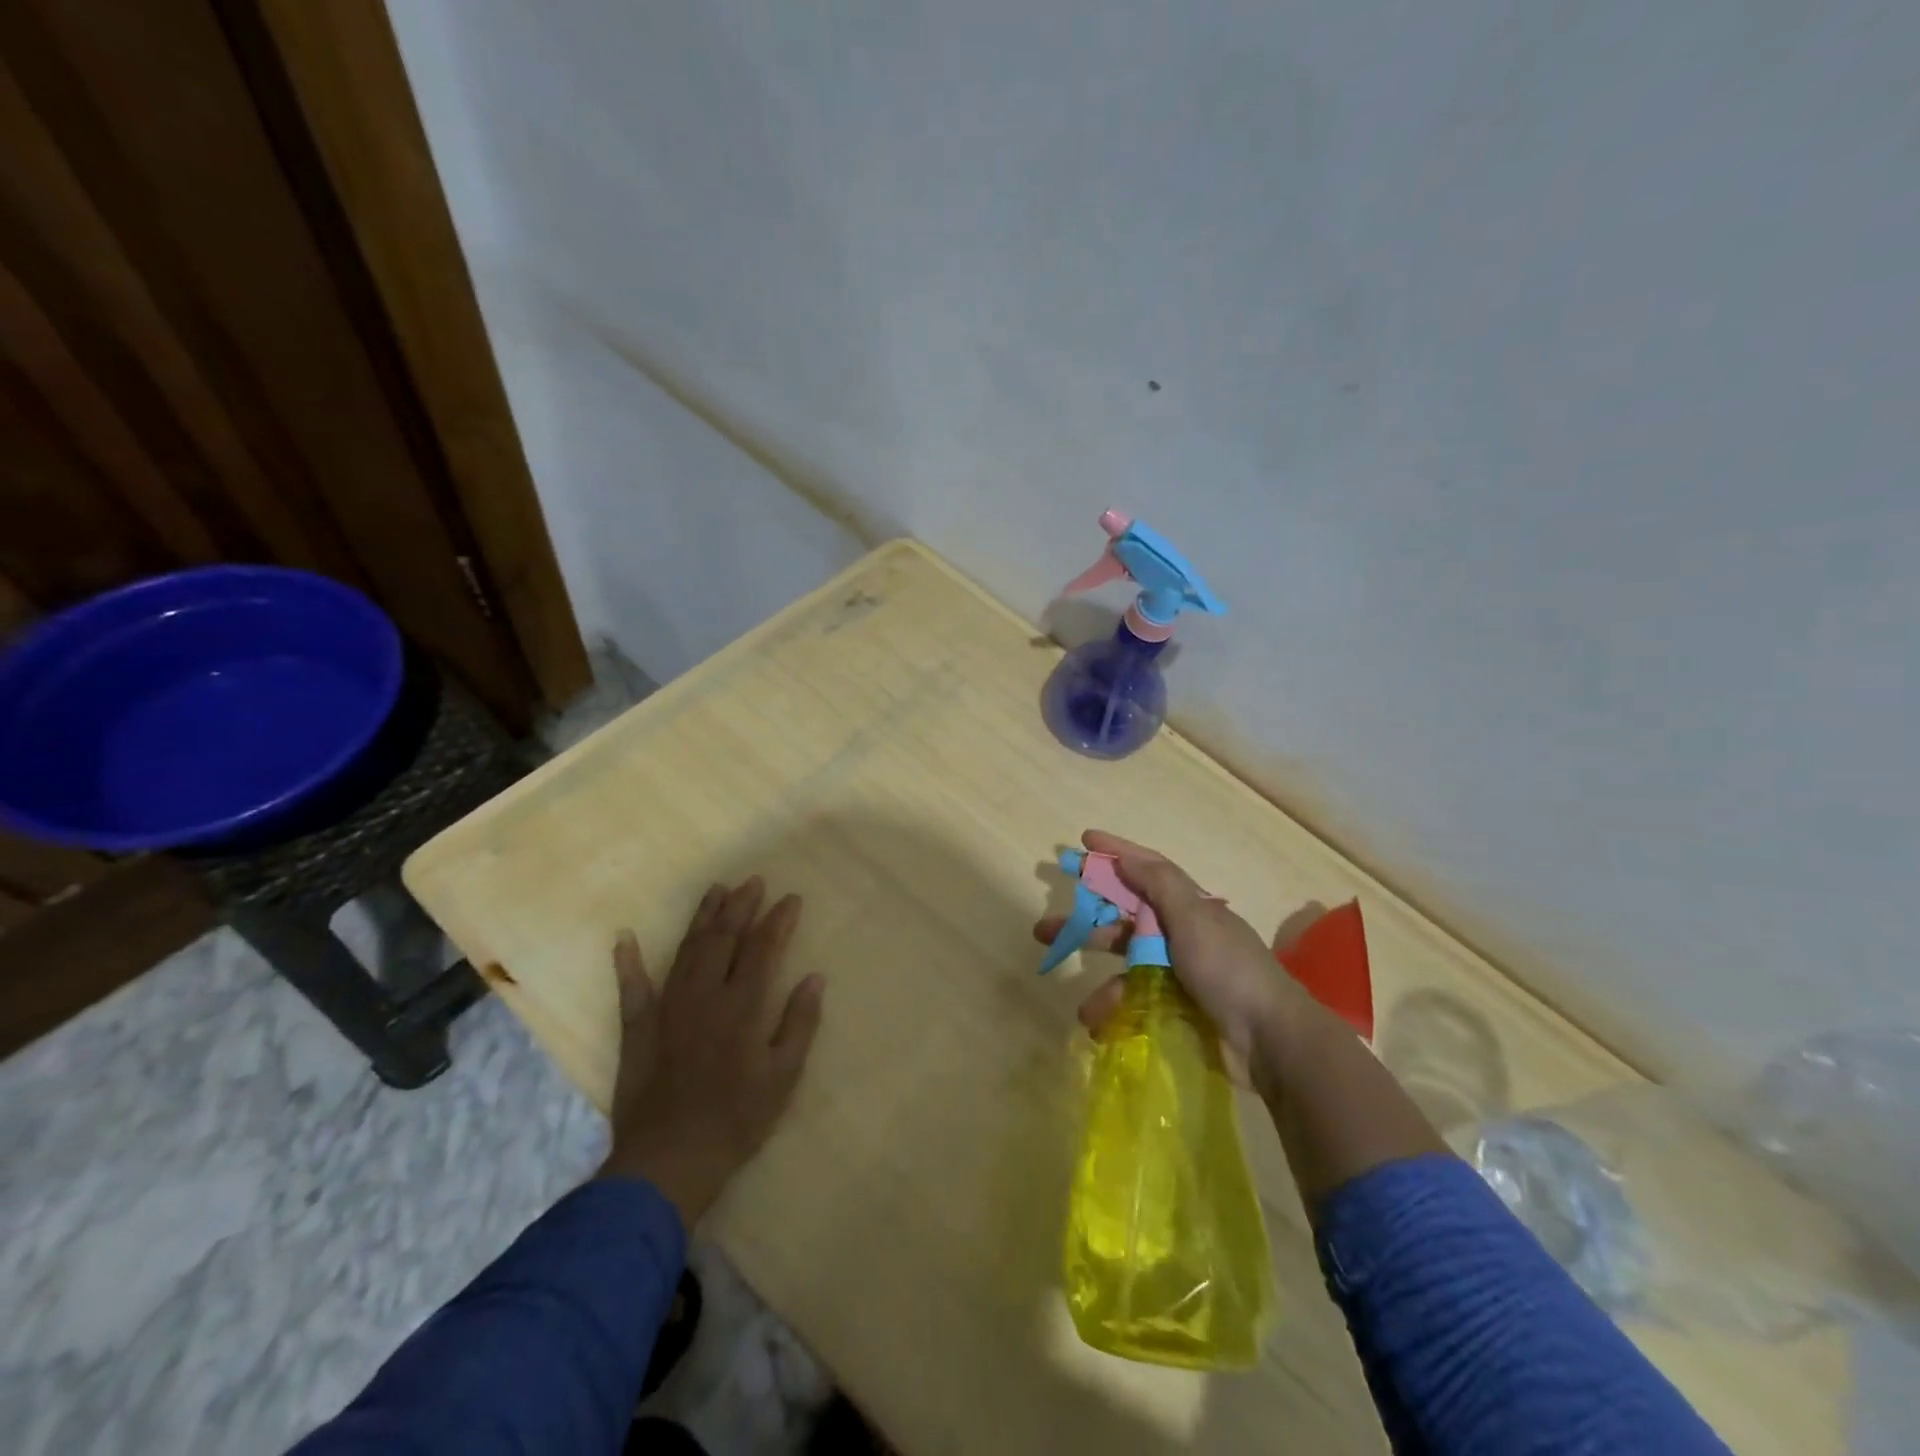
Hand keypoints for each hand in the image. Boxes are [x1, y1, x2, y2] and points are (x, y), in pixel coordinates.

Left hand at [599, 877, 824, 1226]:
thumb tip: (814, 979)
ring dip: (701, 918)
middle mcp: (704, 996)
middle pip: (723, 939)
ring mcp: (667, 1009)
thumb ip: (799, 1024)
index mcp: (742, 1006)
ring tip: (715, 890)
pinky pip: (631, 989)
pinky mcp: (638, 1029)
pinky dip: (627, 962)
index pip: (763, 949)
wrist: (669, 1161)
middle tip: (752, 881)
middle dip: (740, 907)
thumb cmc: (736, 1120)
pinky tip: (624, 938)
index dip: (778, 920)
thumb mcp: (783, 1077)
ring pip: (686, 951)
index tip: (790, 899)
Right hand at [1031, 831, 1312, 1082]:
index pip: (1148, 869)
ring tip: (1083, 1009)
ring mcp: (1181, 974)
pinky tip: (1104, 1029)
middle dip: (1086, 923)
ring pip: (1128, 970)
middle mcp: (1183, 934)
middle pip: (1125, 920)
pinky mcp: (1179, 1008)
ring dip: (1103, 986)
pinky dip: (1120, 1014)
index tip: (1083, 840)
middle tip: (1045, 928)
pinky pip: (1139, 1004)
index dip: (1116, 852)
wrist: (1271, 1040)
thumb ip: (1159, 885)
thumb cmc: (1228, 969)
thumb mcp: (1194, 918)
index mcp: (1190, 907)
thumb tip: (1127, 857)